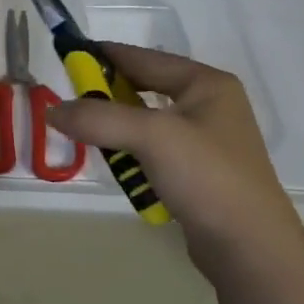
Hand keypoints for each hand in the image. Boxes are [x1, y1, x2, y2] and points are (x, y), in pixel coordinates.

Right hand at [46, 44, 303, 303]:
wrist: (250, 248)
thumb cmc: (206, 178)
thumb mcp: (151, 137)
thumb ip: (99, 118)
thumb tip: (53, 110)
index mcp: (206, 83)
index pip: (144, 57)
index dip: (104, 55)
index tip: (67, 56)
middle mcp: (209, 105)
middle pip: (144, 88)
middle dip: (107, 96)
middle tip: (71, 104)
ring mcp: (205, 141)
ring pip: (146, 122)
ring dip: (117, 129)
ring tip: (89, 137)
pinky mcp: (198, 172)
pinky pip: (153, 151)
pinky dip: (131, 154)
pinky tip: (119, 167)